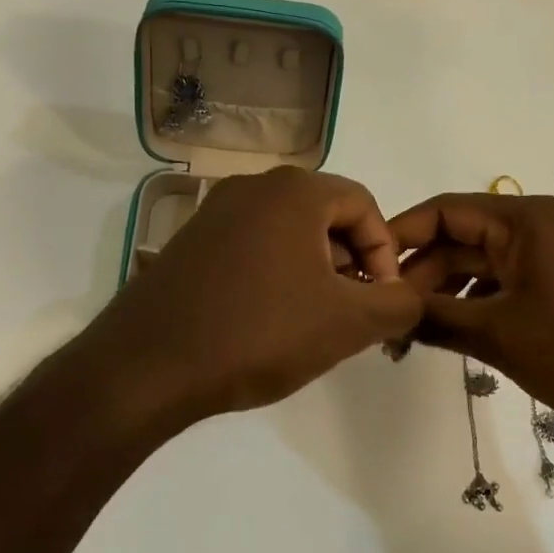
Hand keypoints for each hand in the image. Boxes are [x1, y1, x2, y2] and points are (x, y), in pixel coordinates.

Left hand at [83, 167, 422, 422]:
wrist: (146, 366)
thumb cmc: (258, 332)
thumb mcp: (347, 323)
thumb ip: (398, 304)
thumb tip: (407, 296)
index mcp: (294, 190)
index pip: (364, 204)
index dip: (384, 252)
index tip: (381, 300)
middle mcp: (253, 186)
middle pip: (325, 215)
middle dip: (350, 262)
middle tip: (350, 312)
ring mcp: (215, 212)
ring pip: (288, 232)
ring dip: (314, 270)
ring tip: (311, 322)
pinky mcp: (190, 241)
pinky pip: (252, 246)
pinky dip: (275, 274)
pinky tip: (266, 321)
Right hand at [389, 193, 553, 451]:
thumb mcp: (500, 334)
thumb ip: (436, 317)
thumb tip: (386, 311)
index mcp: (522, 220)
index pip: (444, 210)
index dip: (401, 235)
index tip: (365, 267)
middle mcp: (532, 227)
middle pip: (459, 238)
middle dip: (421, 273)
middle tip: (386, 314)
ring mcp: (546, 257)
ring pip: (478, 264)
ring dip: (444, 292)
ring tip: (409, 330)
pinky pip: (501, 283)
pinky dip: (473, 303)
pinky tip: (448, 333)